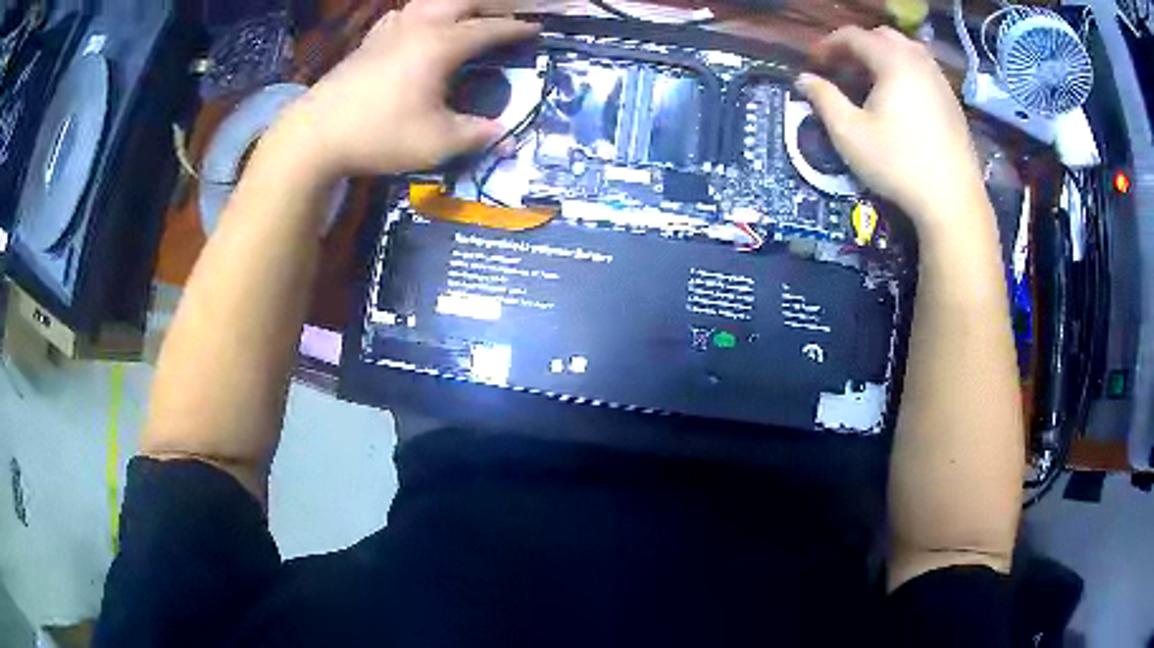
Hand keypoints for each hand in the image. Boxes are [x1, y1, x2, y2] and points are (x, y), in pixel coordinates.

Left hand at [279, 0, 538, 177]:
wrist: (315, 135)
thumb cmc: (379, 135)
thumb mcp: (437, 142)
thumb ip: (477, 135)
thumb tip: (508, 136)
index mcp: (441, 45)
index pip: (488, 29)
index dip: (515, 28)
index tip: (535, 28)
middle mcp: (418, 27)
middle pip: (461, 1)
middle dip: (488, 5)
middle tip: (503, 16)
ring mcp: (389, 31)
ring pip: (428, 2)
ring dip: (452, 5)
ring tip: (464, 16)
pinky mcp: (367, 42)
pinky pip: (400, 15)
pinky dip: (418, 13)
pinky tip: (416, 24)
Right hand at [796, 27, 984, 228]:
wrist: (952, 200)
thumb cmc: (897, 164)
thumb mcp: (849, 133)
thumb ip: (823, 99)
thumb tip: (803, 79)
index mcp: (892, 61)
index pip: (854, 36)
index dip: (828, 44)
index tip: (814, 62)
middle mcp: (918, 61)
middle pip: (882, 36)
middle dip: (857, 46)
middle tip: (842, 68)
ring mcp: (940, 80)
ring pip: (906, 50)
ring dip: (883, 56)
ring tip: (870, 80)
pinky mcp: (952, 101)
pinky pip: (923, 70)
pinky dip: (904, 71)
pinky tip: (899, 98)